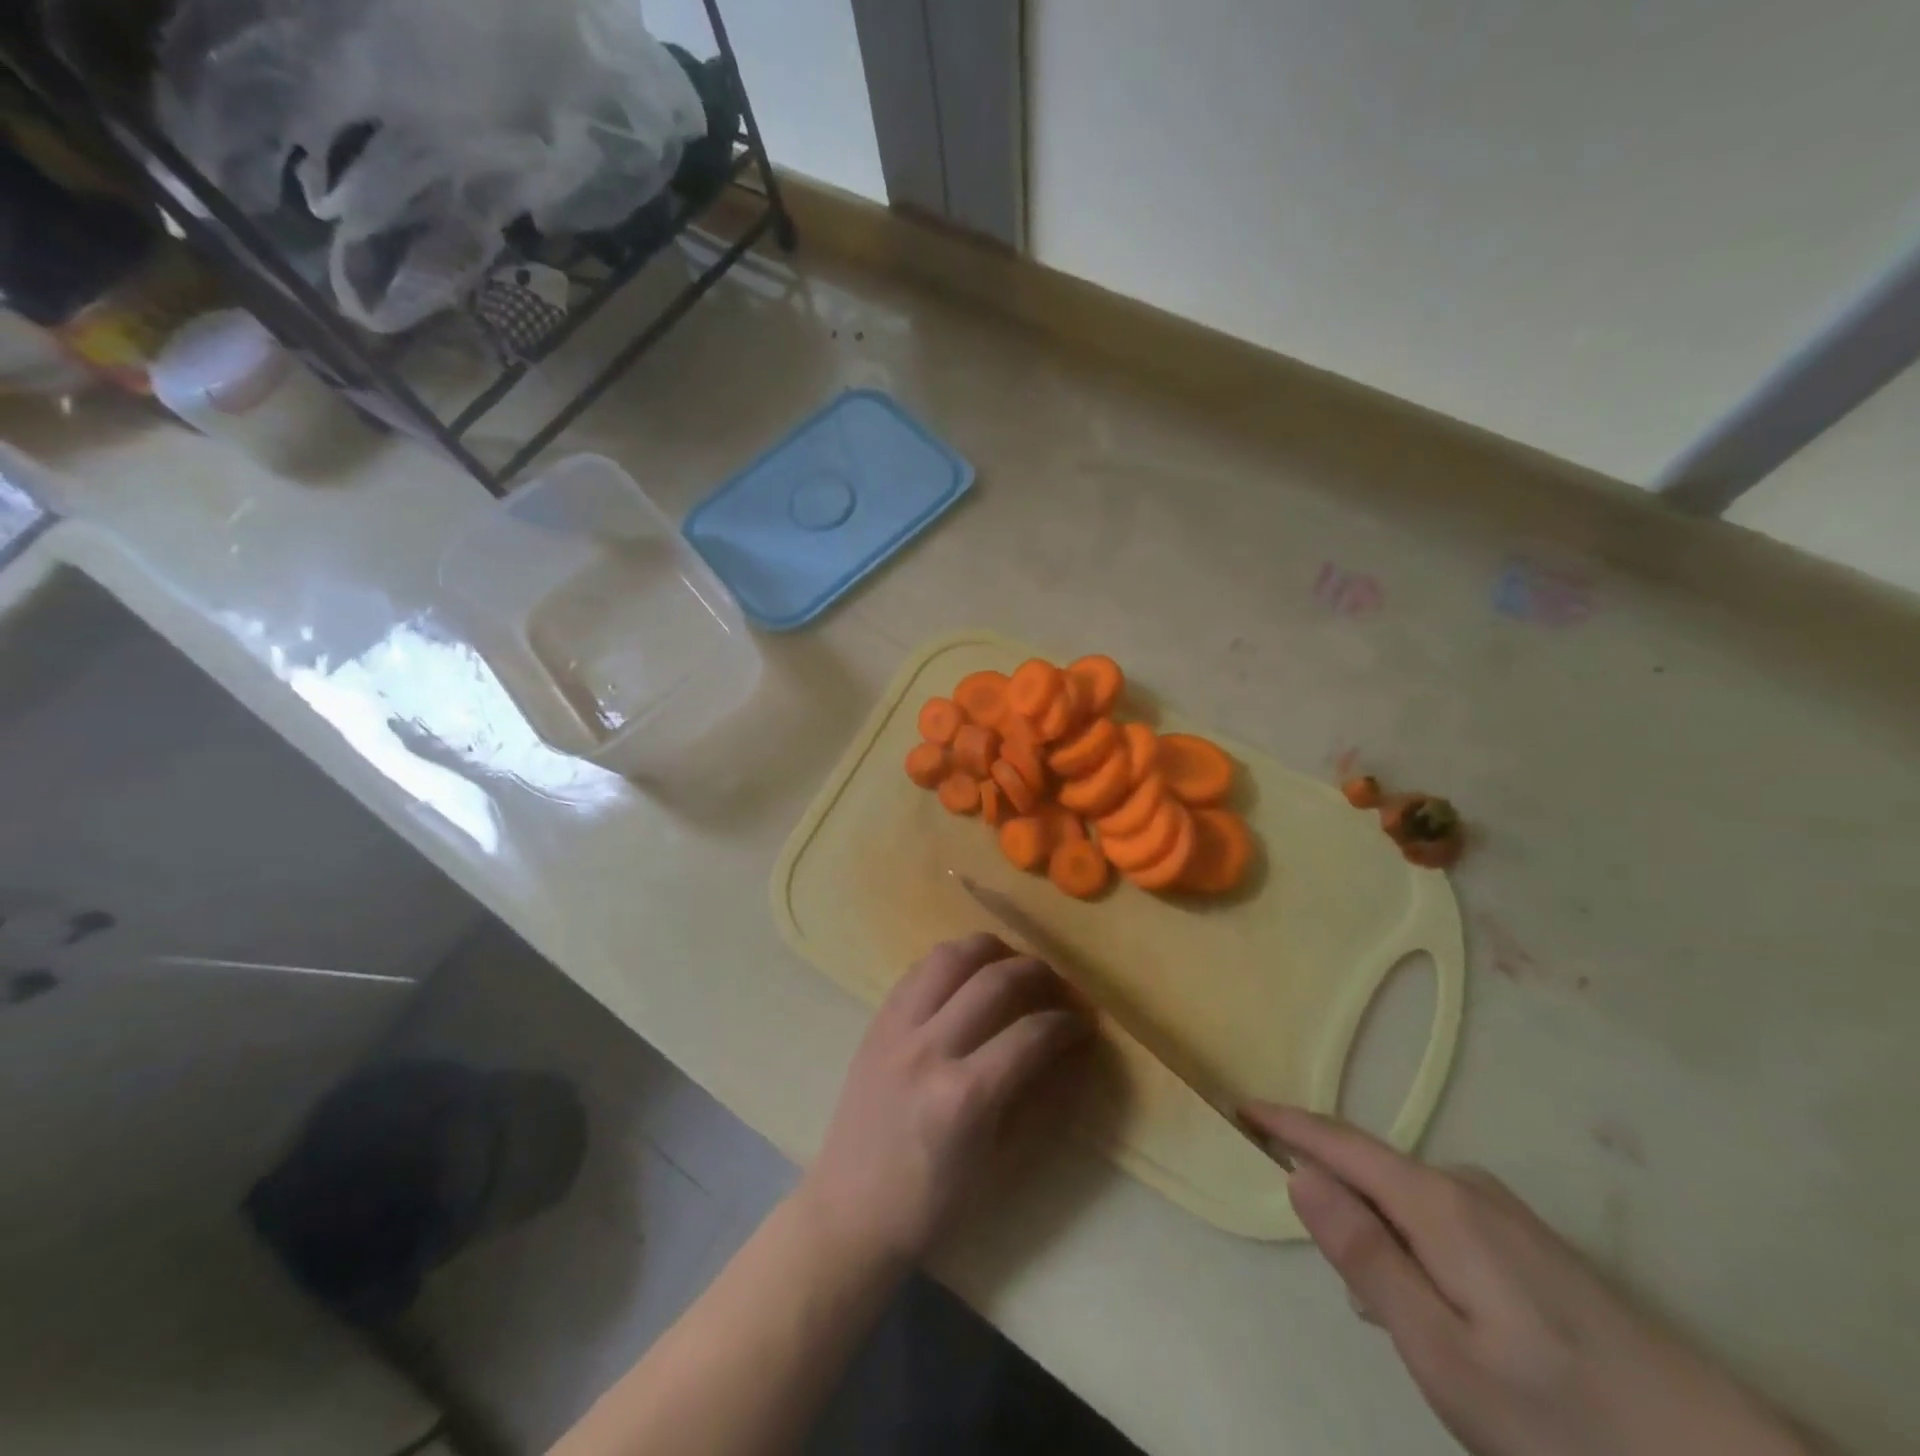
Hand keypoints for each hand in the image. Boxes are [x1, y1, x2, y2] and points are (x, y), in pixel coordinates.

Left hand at [799, 933, 1088, 1266]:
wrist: (851, 1212)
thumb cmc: (932, 1202)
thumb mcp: (997, 1162)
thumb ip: (1035, 1097)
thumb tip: (1069, 1050)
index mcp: (965, 1096)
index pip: (1031, 1034)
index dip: (1068, 1023)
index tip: (1083, 1023)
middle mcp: (930, 1049)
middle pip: (995, 981)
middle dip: (1038, 973)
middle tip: (1056, 986)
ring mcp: (897, 1030)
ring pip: (950, 958)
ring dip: (990, 950)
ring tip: (1011, 962)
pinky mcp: (876, 1023)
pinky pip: (917, 971)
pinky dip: (950, 962)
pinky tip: (966, 974)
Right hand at [1241, 1104, 1814, 1455]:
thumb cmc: (1560, 1416)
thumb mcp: (1441, 1353)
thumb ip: (1365, 1257)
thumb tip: (1299, 1175)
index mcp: (1437, 1204)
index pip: (1339, 1144)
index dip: (1286, 1123)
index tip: (1240, 1106)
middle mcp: (1467, 1188)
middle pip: (1373, 1173)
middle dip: (1338, 1203)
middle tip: (1350, 1292)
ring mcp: (1506, 1213)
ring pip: (1410, 1205)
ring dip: (1383, 1240)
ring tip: (1406, 1324)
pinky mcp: (1532, 1243)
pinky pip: (1445, 1224)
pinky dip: (1420, 1252)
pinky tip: (1451, 1318)